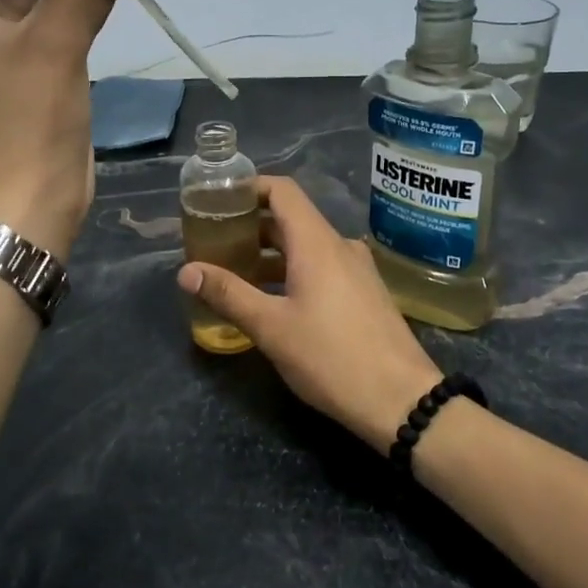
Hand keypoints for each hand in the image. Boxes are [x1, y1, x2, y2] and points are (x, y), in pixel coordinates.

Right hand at [178, 177, 442, 451]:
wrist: (401, 400)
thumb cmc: (332, 357)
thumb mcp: (271, 327)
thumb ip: (228, 294)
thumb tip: (186, 271)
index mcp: (316, 243)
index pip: (282, 190)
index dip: (249, 187)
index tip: (218, 200)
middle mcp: (339, 246)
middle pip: (291, 219)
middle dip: (251, 226)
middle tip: (215, 242)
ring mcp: (356, 270)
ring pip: (306, 247)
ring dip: (270, 254)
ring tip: (235, 273)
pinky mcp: (364, 294)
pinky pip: (322, 268)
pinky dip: (292, 271)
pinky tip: (272, 300)